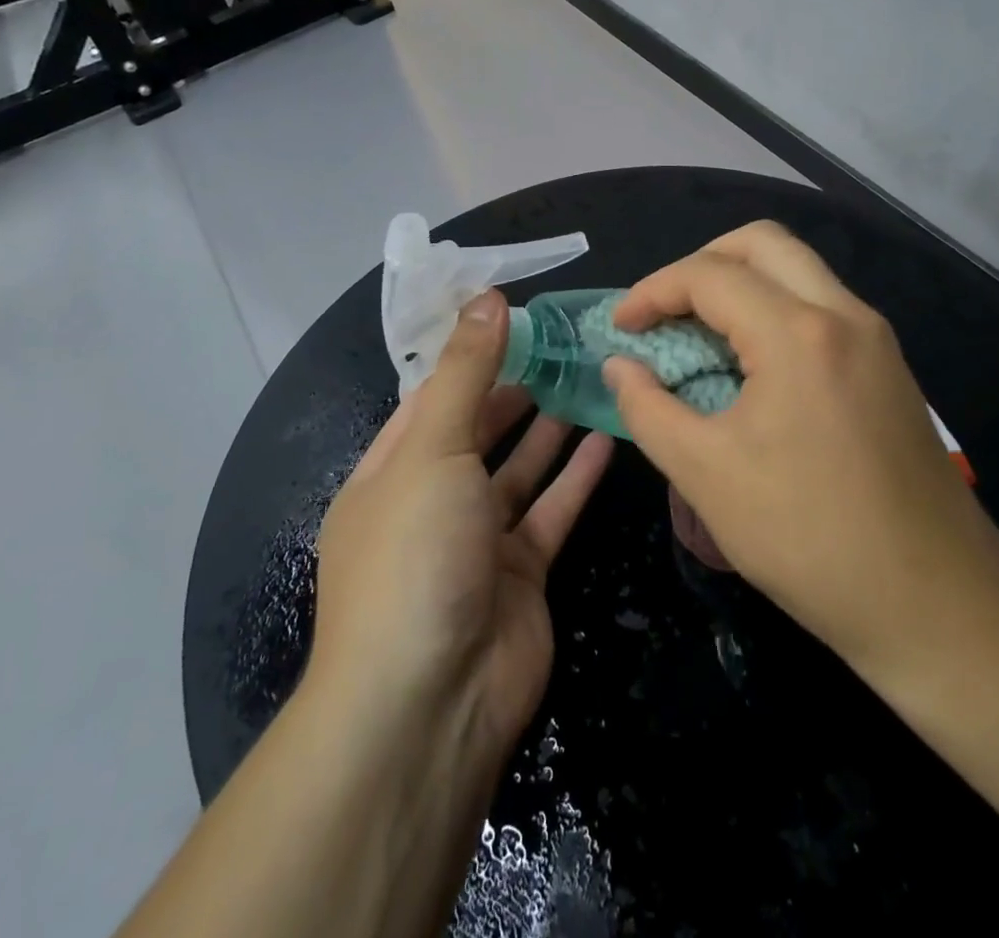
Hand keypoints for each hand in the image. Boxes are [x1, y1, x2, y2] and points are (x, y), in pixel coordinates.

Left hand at [309, 289, 613, 770]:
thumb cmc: (415, 554)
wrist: (432, 703)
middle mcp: (432, 500)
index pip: (432, 397)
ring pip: (520, 469)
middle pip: (478, 430)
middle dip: (517, 389)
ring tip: (590, 377)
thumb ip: (465, 371)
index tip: (517, 318)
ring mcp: (478, 540)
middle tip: (567, 344)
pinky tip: (607, 436)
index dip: (471, 356)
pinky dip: (576, 476)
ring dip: (551, 427)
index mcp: (391, 471)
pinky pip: (552, 511)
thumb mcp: (433, 448)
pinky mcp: (523, 573)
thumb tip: (486, 296)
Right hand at [603, 221, 998, 687]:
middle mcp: (844, 314)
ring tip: (700, 333)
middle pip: (762, 242)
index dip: (652, 292)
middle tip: (666, 310)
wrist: (937, 604)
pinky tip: (750, 363)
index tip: (621, 328)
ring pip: (798, 268)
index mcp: (797, 333)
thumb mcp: (706, 475)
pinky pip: (820, 304)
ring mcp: (875, 337)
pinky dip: (774, 308)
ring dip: (741, 282)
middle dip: (701, 263)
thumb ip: (648, 409)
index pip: (709, 274)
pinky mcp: (888, 365)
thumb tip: (620, 366)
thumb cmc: (809, 538)